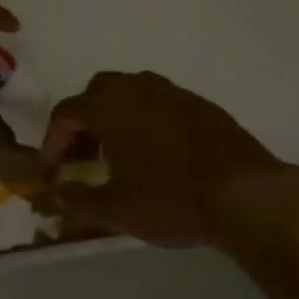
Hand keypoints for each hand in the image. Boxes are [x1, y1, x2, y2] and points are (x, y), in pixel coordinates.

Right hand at [41, 71, 284, 245]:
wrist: (246, 194)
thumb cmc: (171, 199)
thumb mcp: (116, 210)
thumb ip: (79, 201)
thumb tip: (58, 195)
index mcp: (110, 105)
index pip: (66, 114)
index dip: (53, 143)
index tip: (54, 173)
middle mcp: (138, 88)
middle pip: (97, 93)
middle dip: (84, 122)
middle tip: (85, 157)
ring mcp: (174, 93)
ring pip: (132, 93)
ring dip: (117, 118)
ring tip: (120, 155)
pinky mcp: (202, 105)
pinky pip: (161, 104)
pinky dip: (148, 121)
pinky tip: (159, 155)